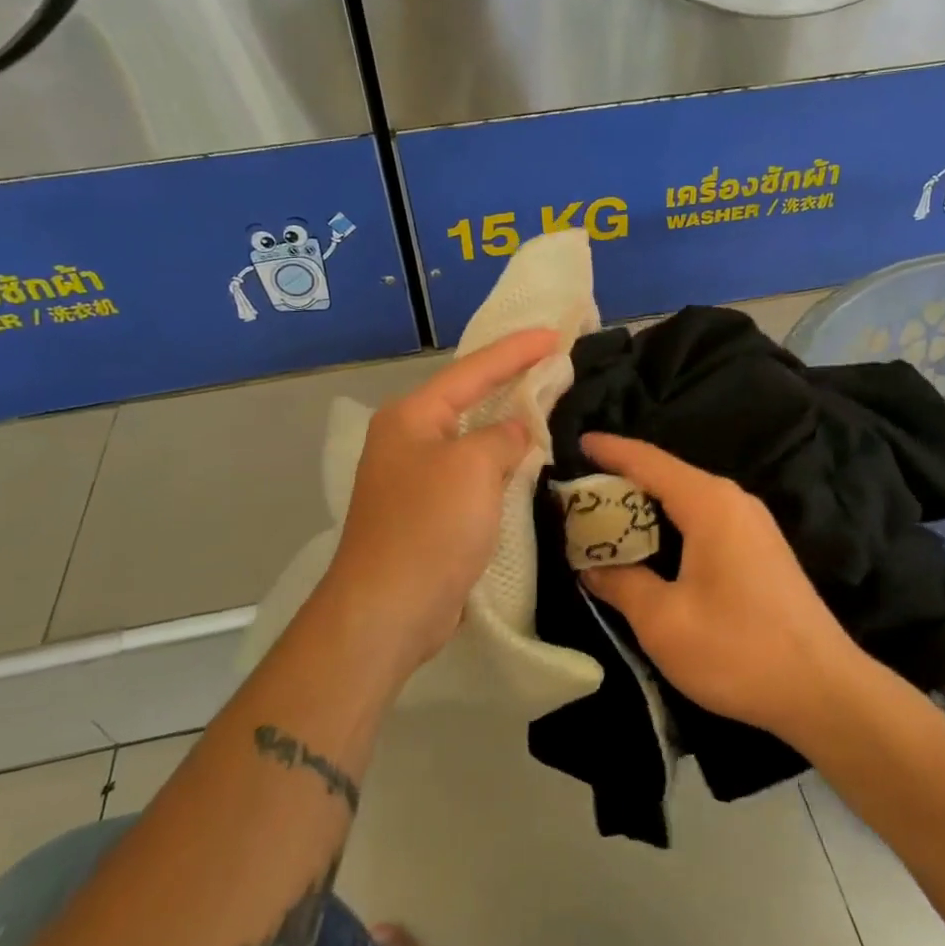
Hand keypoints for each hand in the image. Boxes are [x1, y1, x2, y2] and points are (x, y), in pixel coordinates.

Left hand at [318, 329, 559, 678]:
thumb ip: (502, 437)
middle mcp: (409, 439)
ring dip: (508, 424)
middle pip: (469, 399)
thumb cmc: (429, 527)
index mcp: (412, 416)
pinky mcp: (428, 512)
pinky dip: (500, 463)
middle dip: (512, 381)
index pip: (473, 370)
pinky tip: (525, 460)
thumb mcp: (473, 468)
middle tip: (556, 365)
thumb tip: (515, 432)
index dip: (516, 350)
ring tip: (548, 405)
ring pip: (472, 438)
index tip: (556, 335)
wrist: (388, 610)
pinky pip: (472, 473)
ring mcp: (416, 477)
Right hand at [578, 434, 862, 740]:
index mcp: (708, 503)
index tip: (577, 442)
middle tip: (578, 495)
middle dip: (622, 481)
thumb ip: (620, 583)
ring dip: (646, 506)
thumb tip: (591, 566)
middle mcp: (733, 500)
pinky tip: (651, 547)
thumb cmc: (737, 649)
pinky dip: (670, 524)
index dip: (610, 450)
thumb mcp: (663, 620)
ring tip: (605, 519)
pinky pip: (704, 519)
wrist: (824, 690)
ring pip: (687, 499)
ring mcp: (753, 524)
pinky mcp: (761, 549)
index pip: (648, 461)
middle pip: (667, 476)